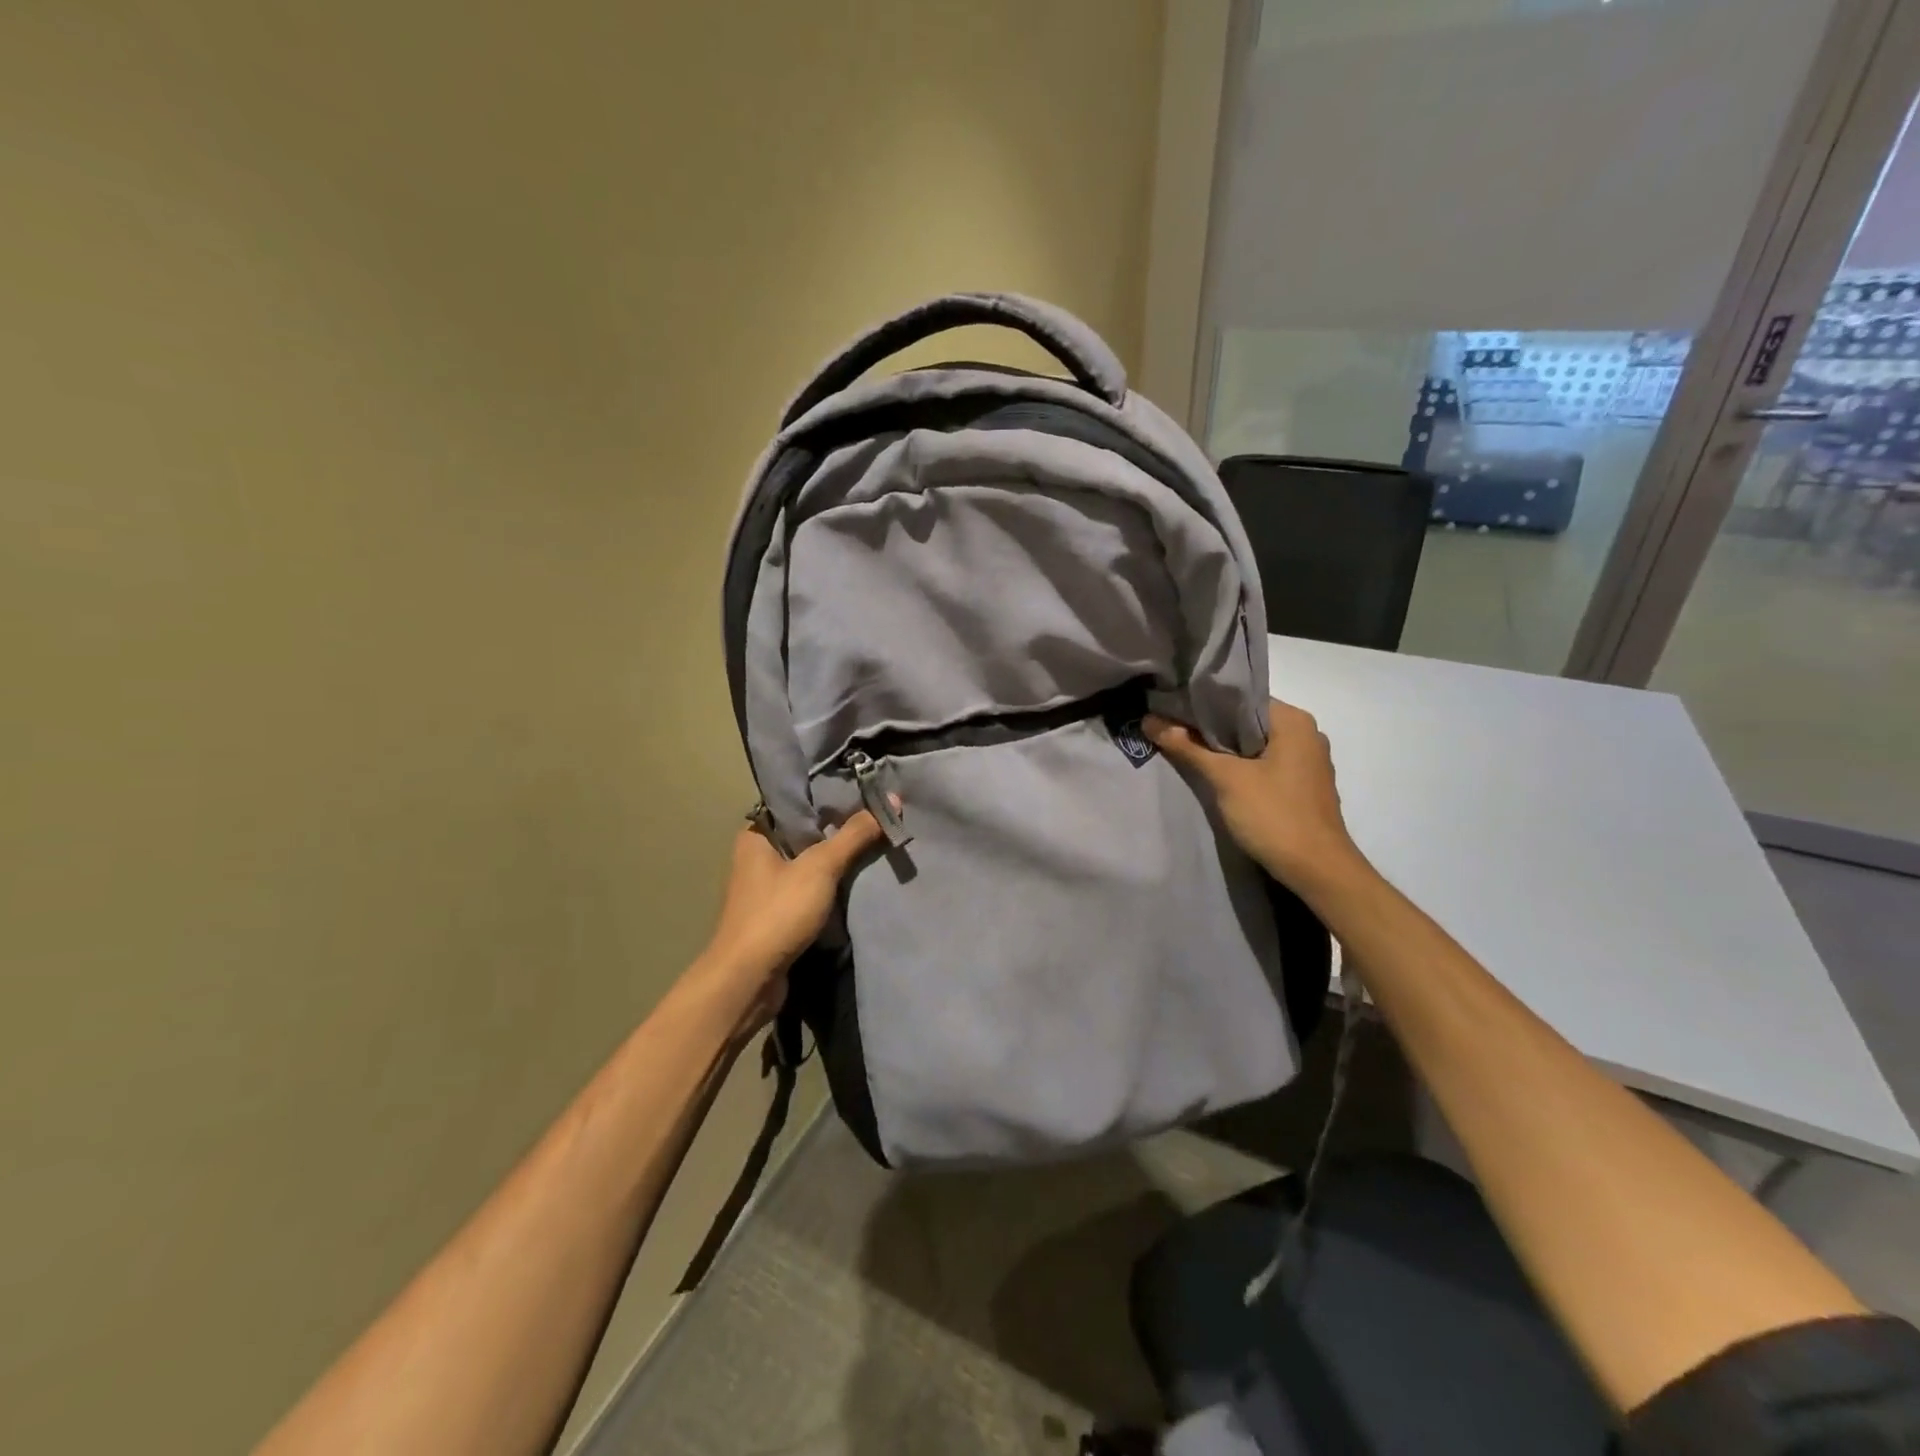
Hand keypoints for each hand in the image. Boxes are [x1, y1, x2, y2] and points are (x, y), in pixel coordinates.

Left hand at [691, 811, 885, 1035]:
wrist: (748, 980)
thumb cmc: (778, 912)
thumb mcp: (820, 867)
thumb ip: (854, 835)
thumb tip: (891, 800)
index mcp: (756, 835)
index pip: (796, 804)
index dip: (829, 799)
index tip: (864, 795)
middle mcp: (756, 858)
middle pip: (805, 835)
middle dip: (839, 832)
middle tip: (877, 821)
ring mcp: (765, 890)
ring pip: (809, 866)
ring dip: (837, 863)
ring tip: (875, 847)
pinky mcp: (776, 916)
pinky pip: (809, 892)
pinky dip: (831, 889)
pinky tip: (858, 884)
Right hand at [1144, 699, 1365, 891]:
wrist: (1318, 871)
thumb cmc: (1274, 815)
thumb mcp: (1226, 779)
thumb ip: (1188, 747)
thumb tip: (1150, 720)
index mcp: (1293, 721)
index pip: (1241, 698)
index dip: (1204, 703)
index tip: (1172, 708)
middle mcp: (1306, 734)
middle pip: (1248, 721)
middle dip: (1211, 727)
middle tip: (1172, 728)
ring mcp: (1308, 761)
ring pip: (1256, 744)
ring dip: (1225, 748)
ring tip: (1187, 749)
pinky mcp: (1304, 785)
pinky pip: (1267, 763)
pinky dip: (1242, 765)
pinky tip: (1217, 775)